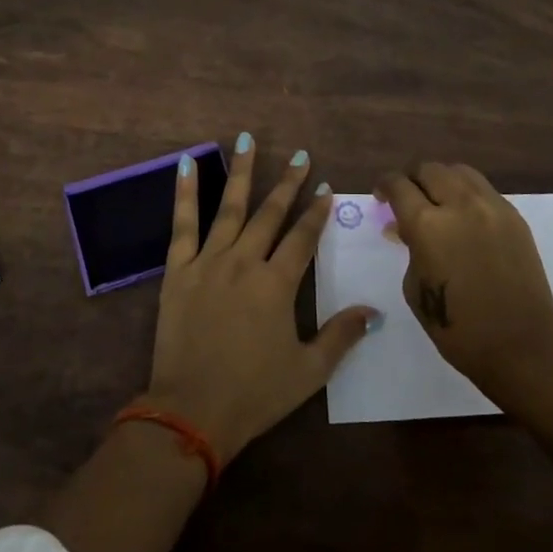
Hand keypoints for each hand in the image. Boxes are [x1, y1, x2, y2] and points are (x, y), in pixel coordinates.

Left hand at [144, 135, 376, 462]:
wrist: (191, 411)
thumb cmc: (254, 393)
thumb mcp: (308, 371)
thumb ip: (342, 336)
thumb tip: (375, 311)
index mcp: (277, 285)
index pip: (303, 238)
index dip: (316, 213)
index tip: (325, 188)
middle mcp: (245, 262)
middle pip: (270, 214)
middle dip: (288, 184)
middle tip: (300, 156)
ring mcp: (208, 262)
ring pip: (230, 207)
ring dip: (241, 172)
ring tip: (248, 139)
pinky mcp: (178, 271)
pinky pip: (182, 224)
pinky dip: (185, 193)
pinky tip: (188, 163)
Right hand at [376, 162, 552, 393]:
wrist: (521, 344)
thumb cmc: (457, 327)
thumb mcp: (415, 288)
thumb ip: (409, 249)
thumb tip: (404, 228)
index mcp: (427, 224)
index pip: (399, 185)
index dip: (385, 185)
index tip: (381, 195)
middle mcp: (459, 204)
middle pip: (429, 169)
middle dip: (412, 178)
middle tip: (406, 197)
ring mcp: (491, 207)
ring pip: (459, 171)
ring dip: (441, 179)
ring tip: (436, 199)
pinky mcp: (514, 216)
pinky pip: (483, 189)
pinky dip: (466, 193)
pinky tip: (463, 215)